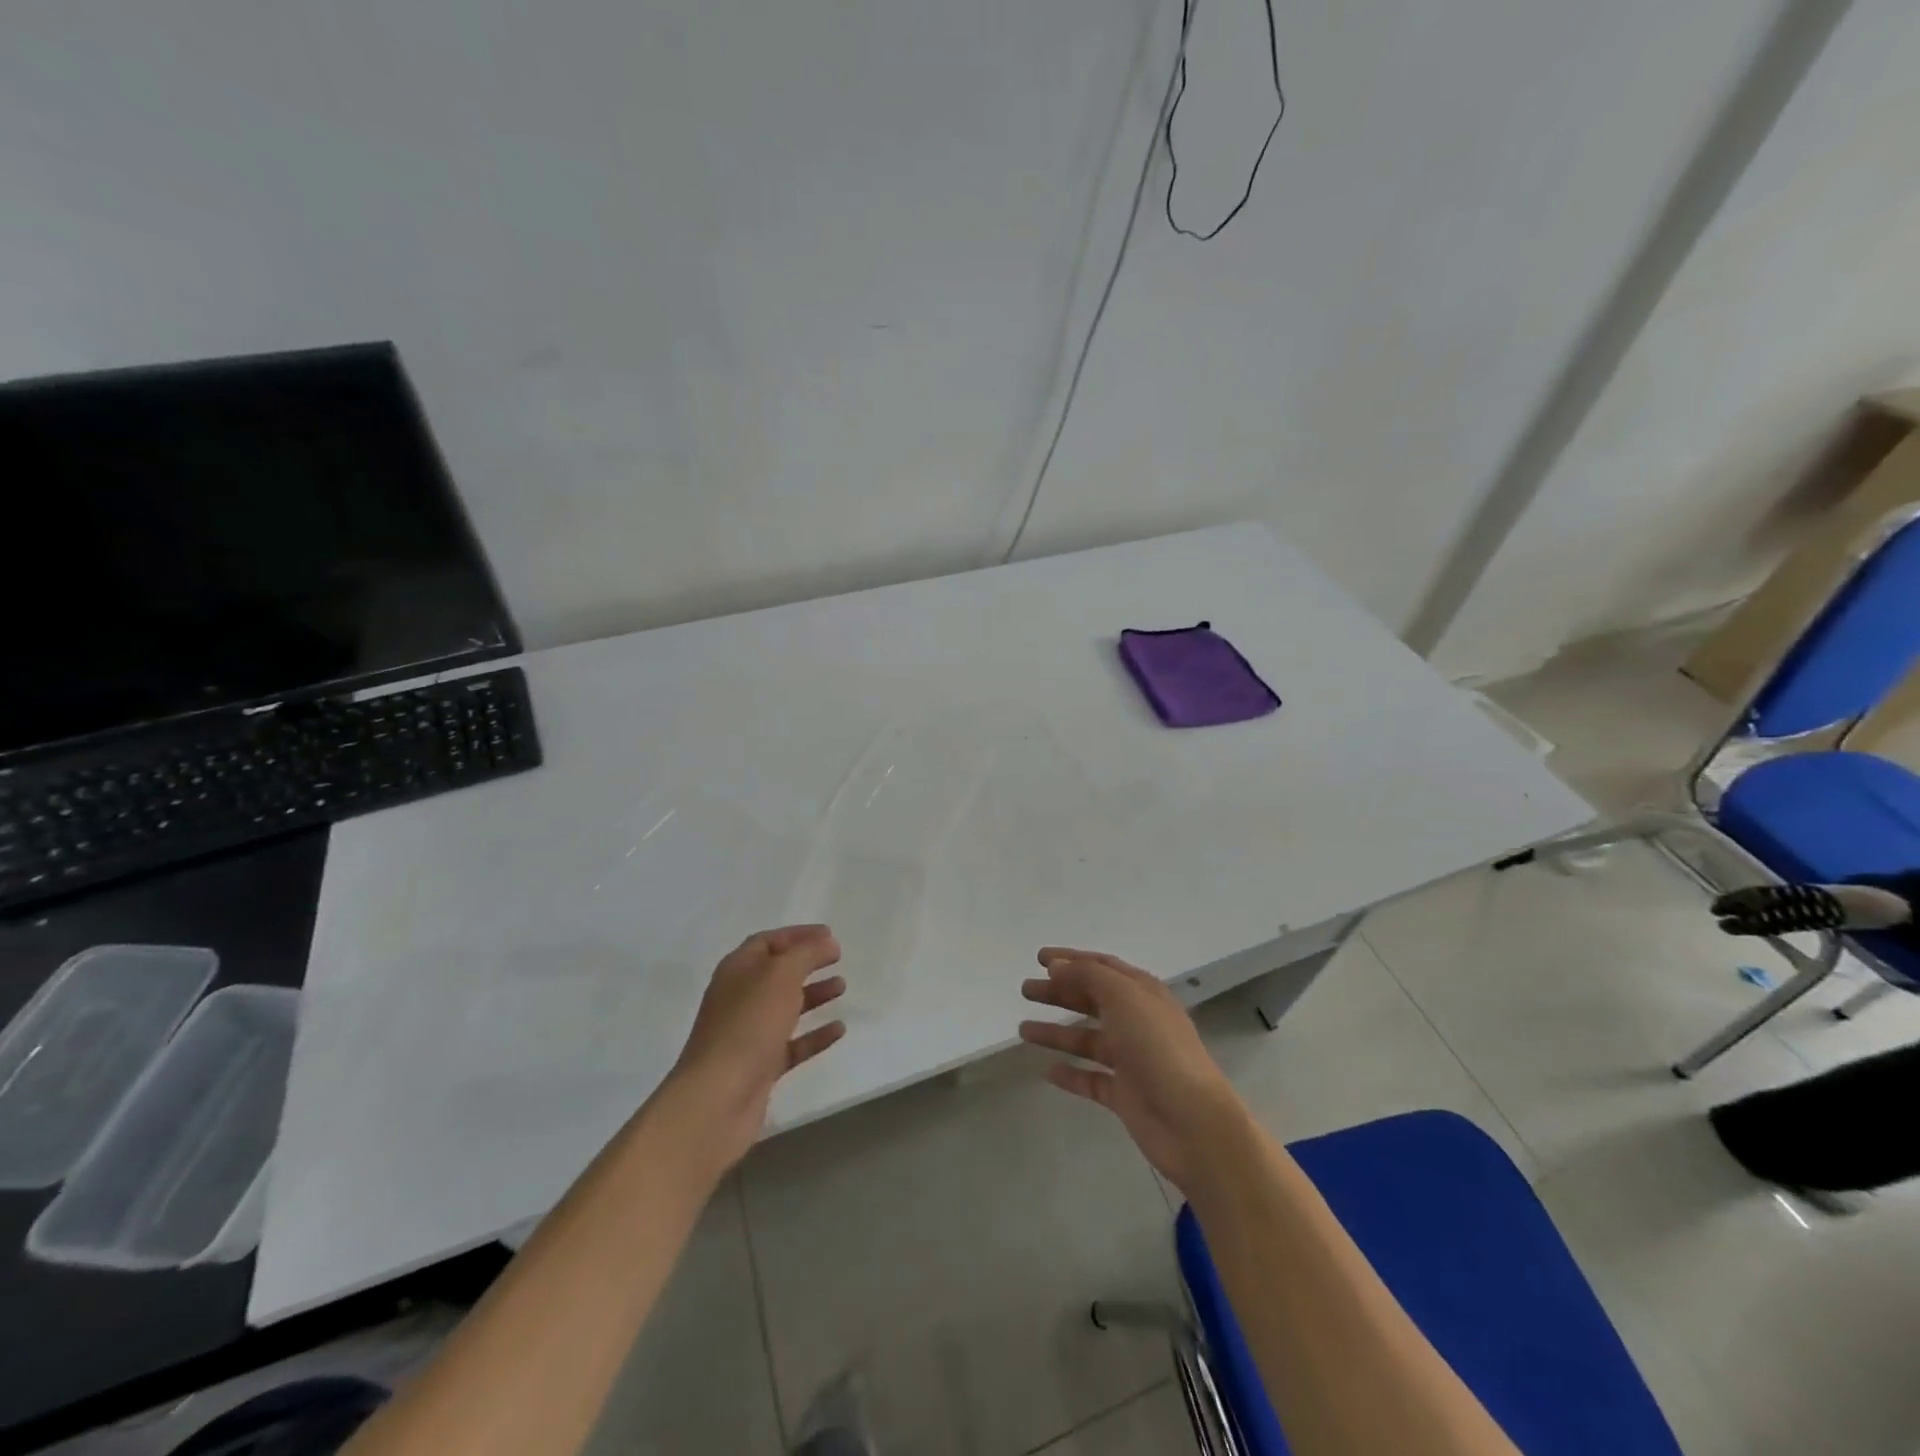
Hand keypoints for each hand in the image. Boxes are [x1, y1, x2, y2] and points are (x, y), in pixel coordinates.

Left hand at [666, 925, 846, 1169]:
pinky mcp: (760, 1067)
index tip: (830, 935)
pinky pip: (792, 1044)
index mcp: (737, 970)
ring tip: (842, 987)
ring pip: (785, 1008)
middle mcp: (740, 998)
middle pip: (777, 973)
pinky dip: (815, 1035)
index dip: (798, 935)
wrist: (718, 1098)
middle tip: (837, 958)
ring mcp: (749, 1034)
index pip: (768, 942)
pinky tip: (839, 1029)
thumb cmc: (749, 1024)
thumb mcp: (781, 975)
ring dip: (813, 995)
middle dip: (807, 963)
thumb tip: (826, 943)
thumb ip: (806, 954)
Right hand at [1019, 948, 1245, 1194]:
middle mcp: (1137, 1021)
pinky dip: (1070, 1074)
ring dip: (1056, 1032)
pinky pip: (1091, 1078)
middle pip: (1091, 1000)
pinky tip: (1047, 1071)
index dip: (1071, 959)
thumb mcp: (1124, 997)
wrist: (1193, 1122)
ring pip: (1087, 1039)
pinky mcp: (1125, 1094)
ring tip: (1023, 1030)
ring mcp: (1131, 1060)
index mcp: (1142, 993)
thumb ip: (1088, 975)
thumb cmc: (1158, 1048)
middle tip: (1025, 990)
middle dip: (1058, 993)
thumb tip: (1057, 965)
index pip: (1102, 966)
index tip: (1039, 958)